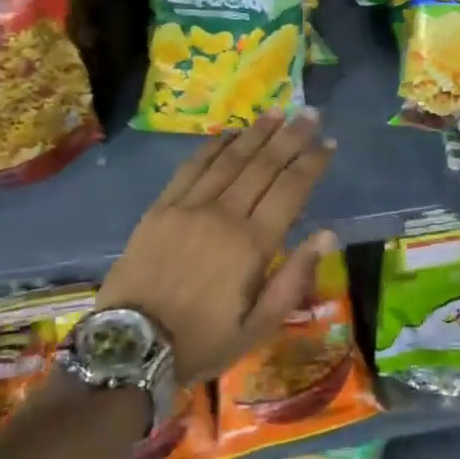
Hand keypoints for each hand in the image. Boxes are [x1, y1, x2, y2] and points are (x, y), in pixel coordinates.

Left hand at [98, 111, 336, 383]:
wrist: (131, 346)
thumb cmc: (201, 341)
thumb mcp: (256, 328)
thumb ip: (293, 279)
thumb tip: (328, 235)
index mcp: (252, 245)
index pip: (291, 190)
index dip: (311, 163)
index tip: (328, 143)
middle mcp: (224, 215)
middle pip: (264, 165)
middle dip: (290, 137)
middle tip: (310, 113)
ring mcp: (189, 206)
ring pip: (230, 159)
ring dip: (256, 133)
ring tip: (277, 112)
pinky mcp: (162, 206)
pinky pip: (192, 166)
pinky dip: (214, 146)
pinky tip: (229, 133)